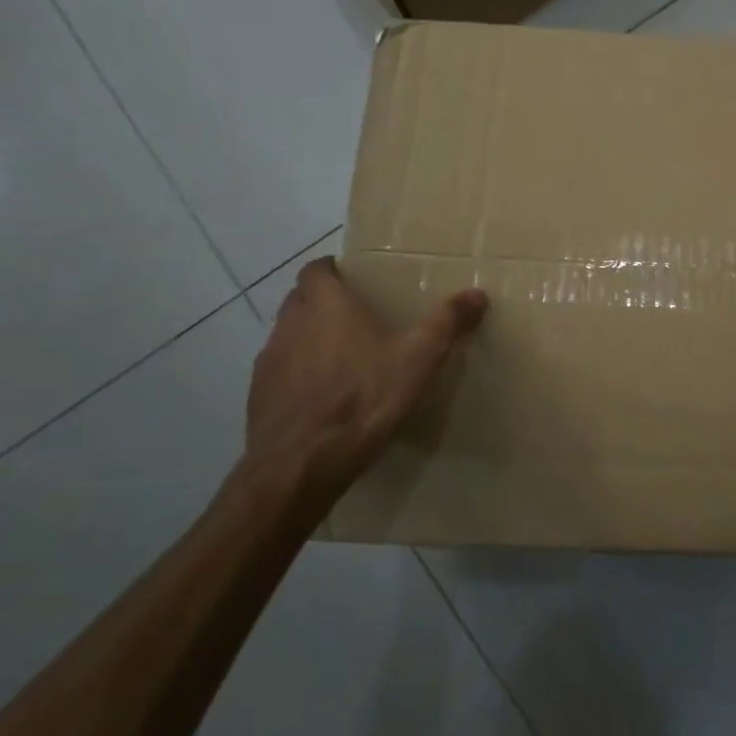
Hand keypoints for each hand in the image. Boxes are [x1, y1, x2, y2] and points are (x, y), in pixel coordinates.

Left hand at [244, 257, 487, 505]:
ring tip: (343, 359)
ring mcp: (269, 362)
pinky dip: (298, 375)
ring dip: (309, 339)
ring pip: (288, 336)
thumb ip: (446, 322)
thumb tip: (477, 293)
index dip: (332, 270)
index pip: (315, 270)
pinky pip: (279, 373)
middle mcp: (291, 325)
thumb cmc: (363, 399)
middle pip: (300, 299)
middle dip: (322, 302)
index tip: (355, 280)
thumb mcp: (418, 358)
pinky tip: (323, 398)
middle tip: (357, 316)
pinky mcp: (258, 398)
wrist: (301, 465)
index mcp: (326, 306)